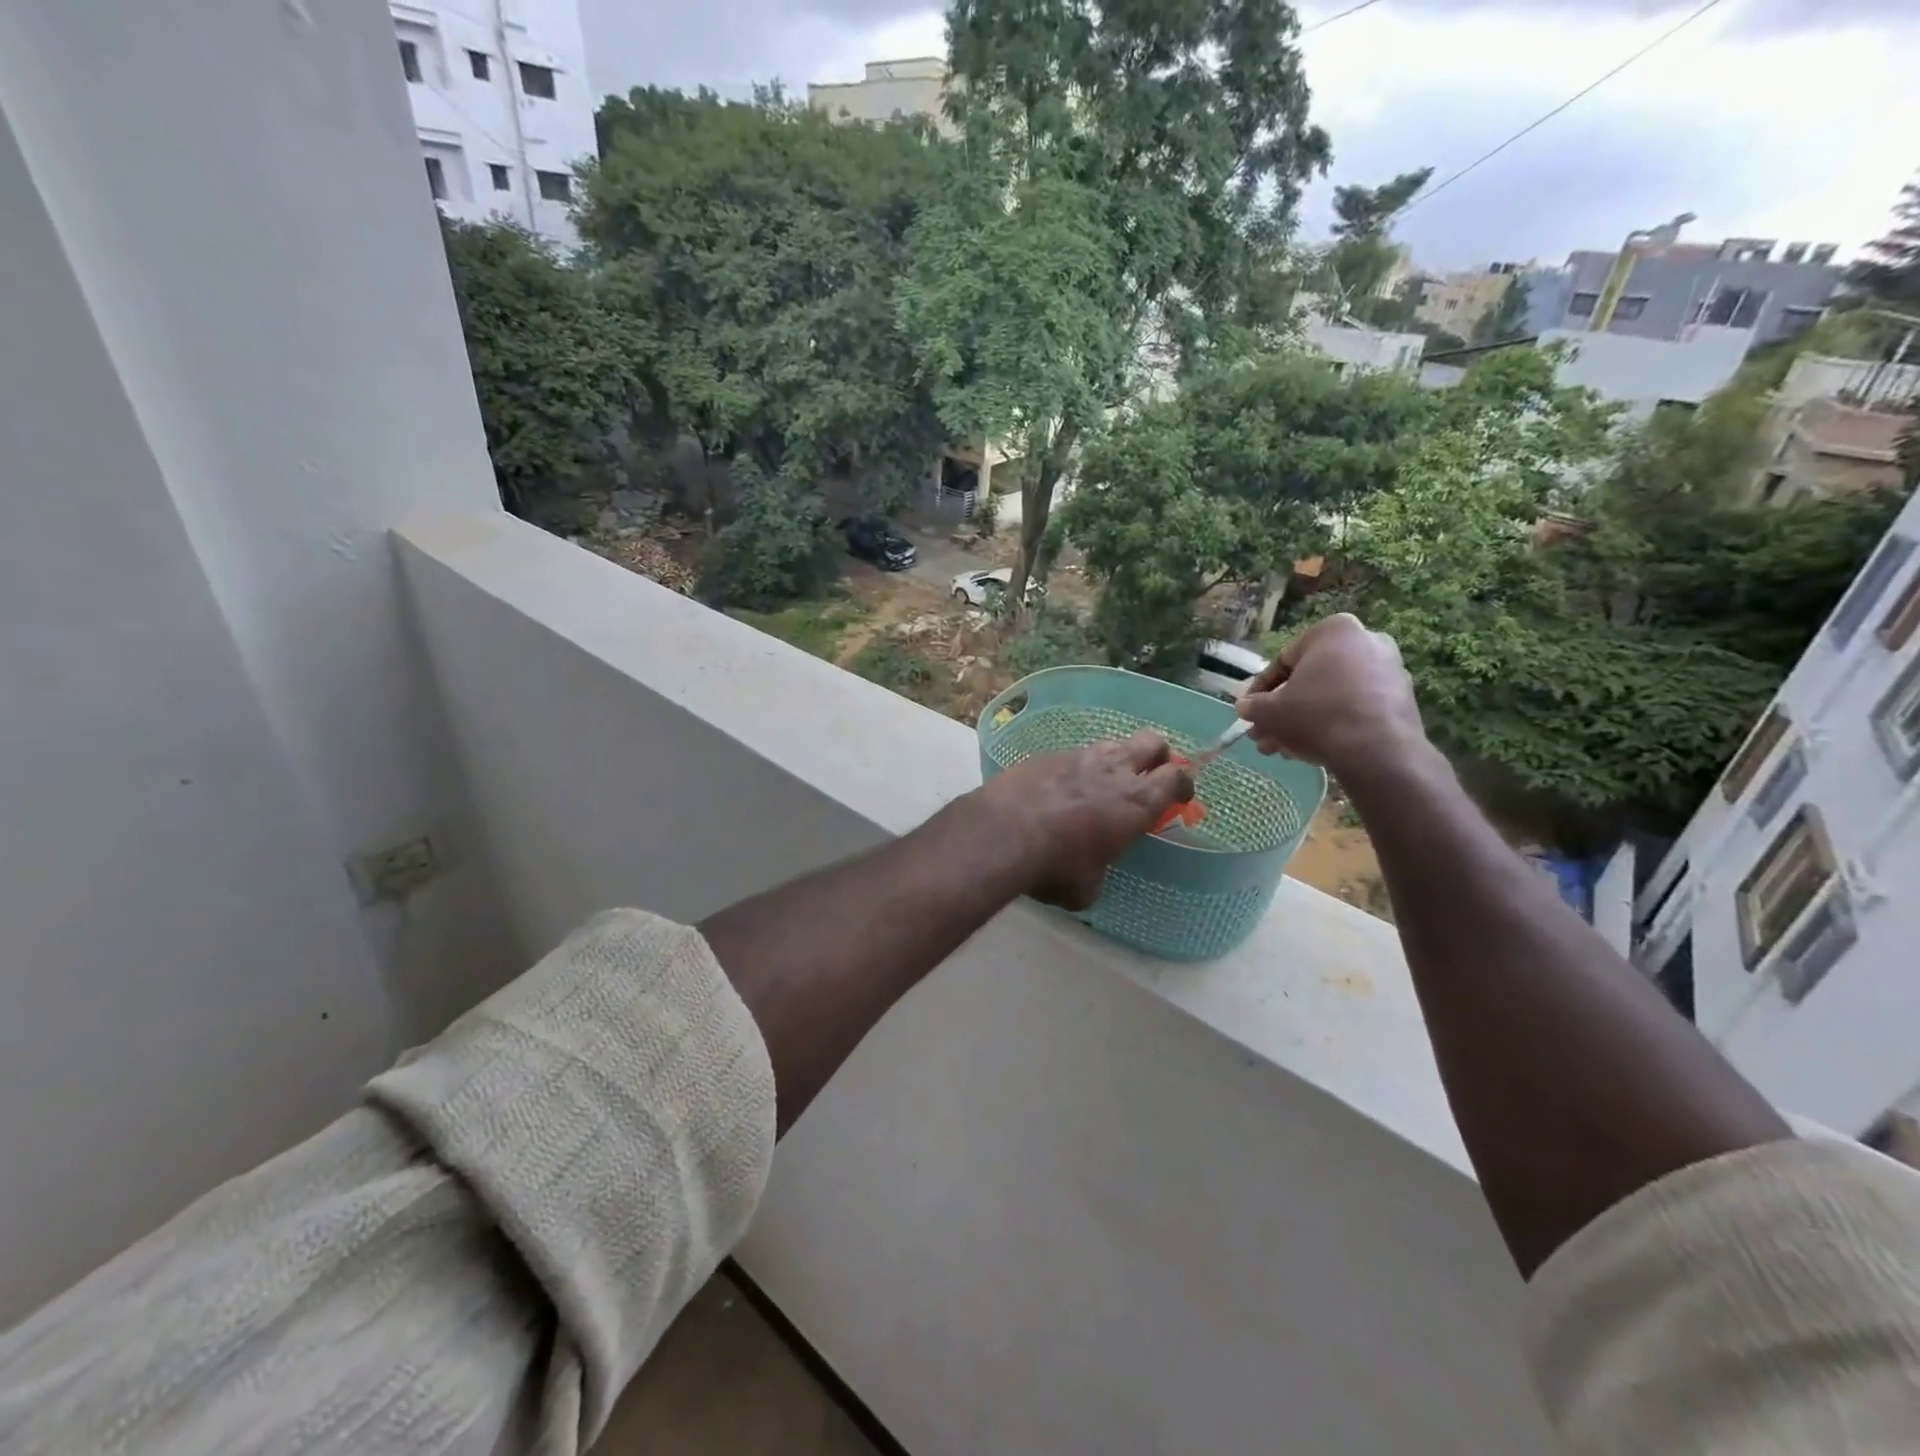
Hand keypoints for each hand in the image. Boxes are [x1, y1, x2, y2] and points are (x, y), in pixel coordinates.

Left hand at [977, 731, 1193, 909]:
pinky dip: (1075, 768)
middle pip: (1152, 743)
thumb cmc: (1054, 866)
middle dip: (1157, 756)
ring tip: (1101, 783)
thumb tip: (1089, 874)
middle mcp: (1113, 771)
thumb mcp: (1086, 887)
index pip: (1176, 778)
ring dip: (1115, 760)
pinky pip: (1073, 754)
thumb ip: (1099, 872)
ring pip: (1112, 744)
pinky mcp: (1047, 755)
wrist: (1001, 833)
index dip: (1182, 784)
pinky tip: (1060, 788)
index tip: (1178, 796)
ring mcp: (1079, 756)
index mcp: (1136, 802)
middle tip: (1149, 775)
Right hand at [1235, 614, 1427, 784]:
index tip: (1249, 712)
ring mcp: (1389, 670)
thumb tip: (1244, 707)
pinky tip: (1312, 749)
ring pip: (1331, 696)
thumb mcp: (1270, 711)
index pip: (1283, 661)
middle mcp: (1366, 641)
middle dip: (1283, 710)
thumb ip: (1253, 706)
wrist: (1376, 750)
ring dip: (1304, 720)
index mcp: (1333, 630)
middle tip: (1265, 734)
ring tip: (1282, 750)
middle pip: (1309, 680)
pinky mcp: (1402, 699)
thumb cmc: (1316, 715)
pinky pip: (1356, 707)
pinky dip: (1333, 724)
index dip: (1260, 691)